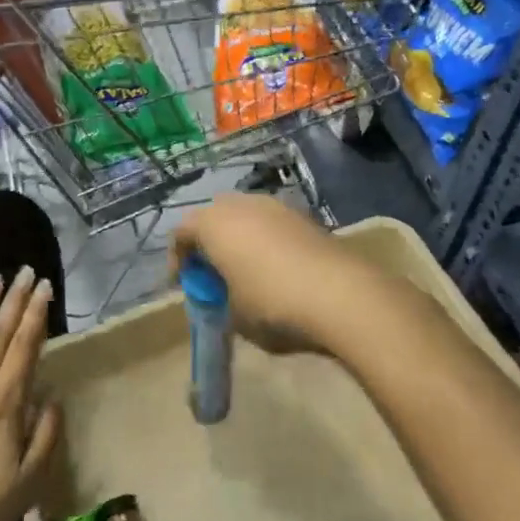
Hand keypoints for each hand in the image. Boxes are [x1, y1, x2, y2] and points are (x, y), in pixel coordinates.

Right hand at [170, 194, 376, 357]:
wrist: (341, 295)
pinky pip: (272, 226)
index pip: (181, 233)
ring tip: (246, 272)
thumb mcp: (233, 315)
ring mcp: (276, 207)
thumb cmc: (272, 305)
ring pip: (246, 218)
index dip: (178, 259)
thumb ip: (220, 298)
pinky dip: (267, 243)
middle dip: (209, 243)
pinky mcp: (305, 217)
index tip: (184, 286)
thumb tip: (229, 293)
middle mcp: (241, 205)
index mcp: (213, 223)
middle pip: (214, 217)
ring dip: (240, 240)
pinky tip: (277, 271)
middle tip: (213, 274)